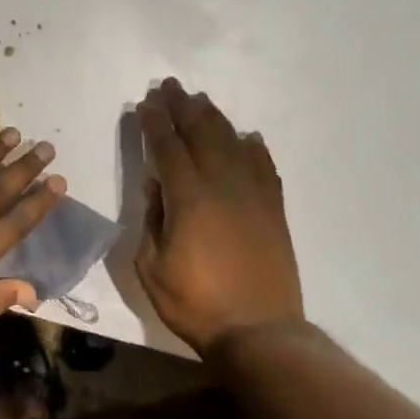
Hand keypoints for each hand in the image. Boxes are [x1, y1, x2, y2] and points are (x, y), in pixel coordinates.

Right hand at [135, 79, 303, 354]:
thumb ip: (152, 221)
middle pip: (202, 135)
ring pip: (234, 144)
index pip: (168, 148)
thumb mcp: (151, 266)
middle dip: (183, 108)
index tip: (145, 102)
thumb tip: (157, 188)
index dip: (155, 123)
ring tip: (201, 101)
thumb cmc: (194, 303)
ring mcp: (253, 197)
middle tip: (170, 86)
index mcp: (189, 199)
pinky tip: (247, 137)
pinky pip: (264, 168)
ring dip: (215, 119)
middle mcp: (223, 187)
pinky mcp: (274, 211)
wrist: (258, 331)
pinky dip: (254, 148)